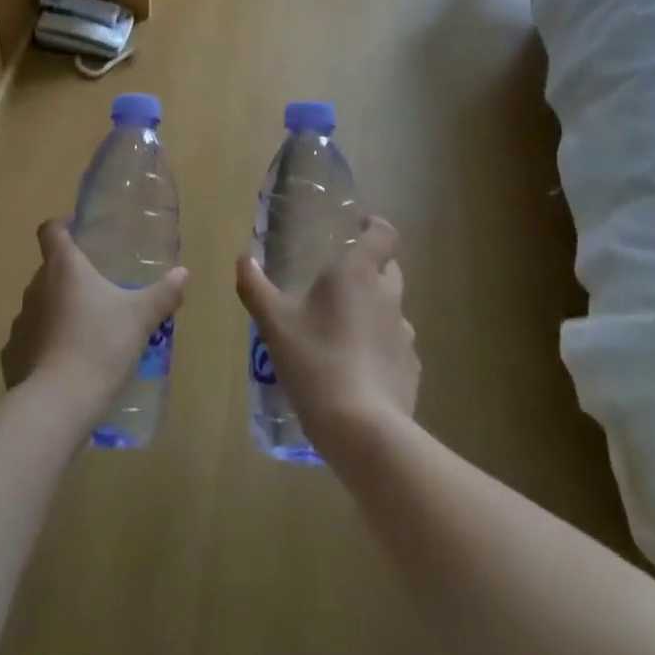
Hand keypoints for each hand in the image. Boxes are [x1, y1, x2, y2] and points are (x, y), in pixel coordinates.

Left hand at [2, 220, 188, 421]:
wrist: (59, 402)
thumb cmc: (101, 345)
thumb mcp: (141, 318)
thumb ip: (163, 293)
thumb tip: (184, 273)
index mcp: (64, 267)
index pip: (50, 230)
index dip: (61, 227)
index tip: (78, 233)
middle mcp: (36, 287)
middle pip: (49, 269)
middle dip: (71, 276)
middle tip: (99, 290)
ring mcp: (20, 321)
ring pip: (41, 304)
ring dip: (58, 310)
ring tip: (85, 329)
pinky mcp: (13, 354)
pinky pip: (31, 339)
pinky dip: (46, 344)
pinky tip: (66, 361)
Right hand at [236, 216, 418, 457]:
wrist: (362, 429)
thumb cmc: (315, 361)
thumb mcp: (274, 323)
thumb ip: (255, 287)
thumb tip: (243, 259)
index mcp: (357, 274)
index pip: (383, 235)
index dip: (375, 226)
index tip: (361, 225)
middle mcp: (387, 297)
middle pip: (389, 270)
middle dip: (371, 269)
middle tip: (339, 283)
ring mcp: (405, 336)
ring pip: (391, 311)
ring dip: (373, 312)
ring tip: (342, 332)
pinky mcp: (411, 371)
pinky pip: (395, 348)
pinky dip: (379, 350)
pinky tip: (356, 371)